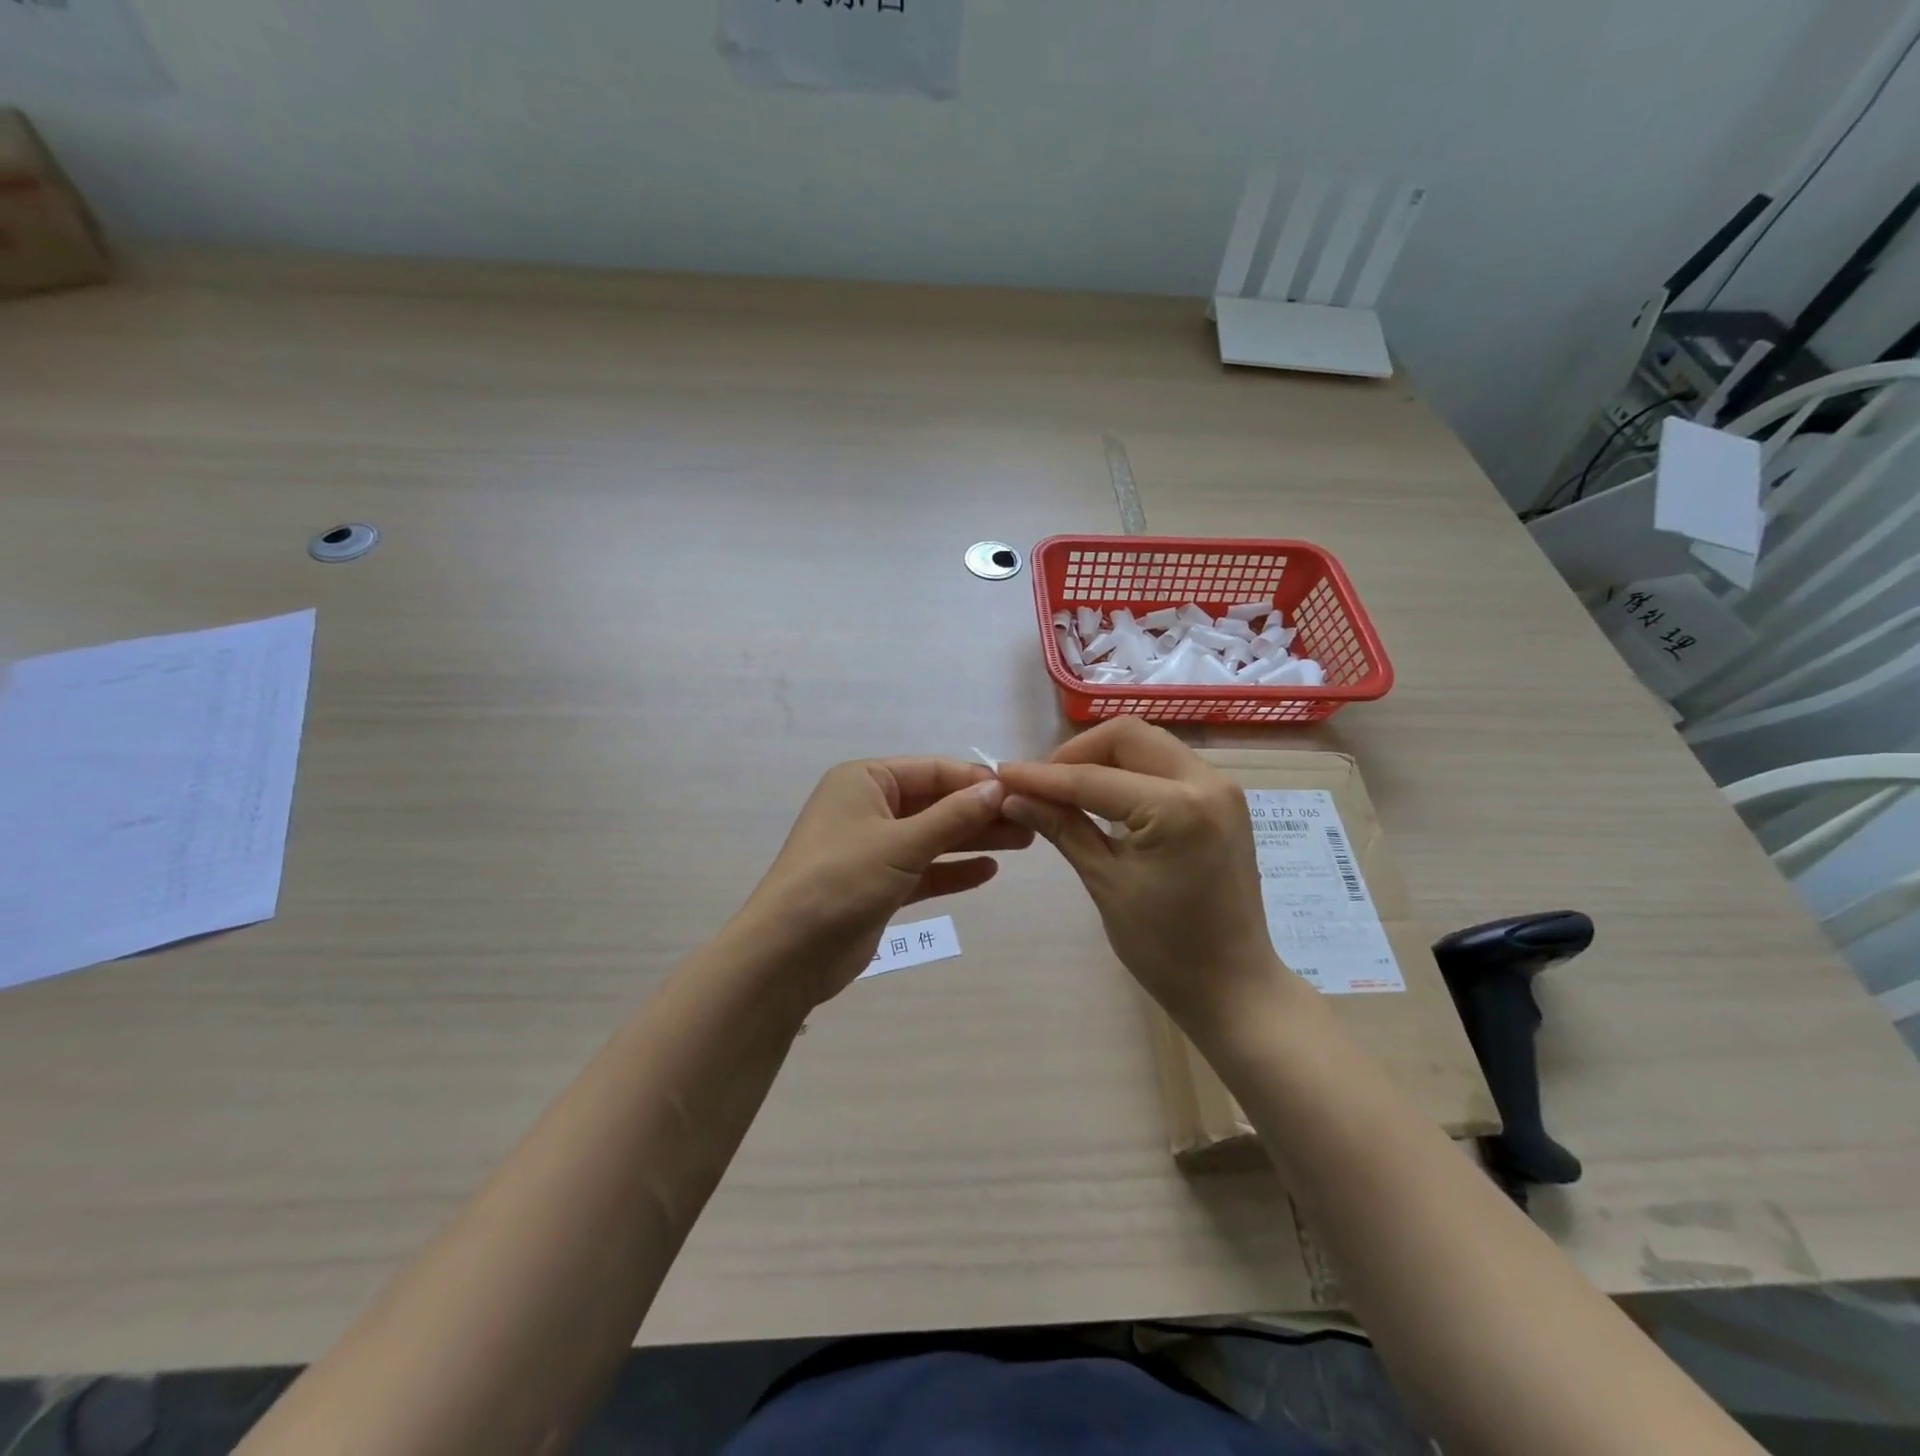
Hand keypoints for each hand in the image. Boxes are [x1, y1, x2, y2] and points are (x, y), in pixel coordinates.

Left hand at [740, 758, 1033, 1005]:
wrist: (788, 953)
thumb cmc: (841, 880)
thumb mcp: (901, 843)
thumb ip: (953, 816)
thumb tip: (998, 788)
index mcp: (864, 781)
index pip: (931, 770)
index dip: (975, 780)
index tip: (1021, 790)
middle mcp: (868, 807)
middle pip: (935, 803)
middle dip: (980, 812)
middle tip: (1032, 820)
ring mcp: (873, 847)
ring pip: (933, 836)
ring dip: (974, 839)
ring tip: (1025, 842)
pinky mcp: (878, 885)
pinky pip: (924, 869)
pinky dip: (953, 870)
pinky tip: (989, 871)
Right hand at [997, 720, 1291, 1028]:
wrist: (1233, 986)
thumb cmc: (1165, 948)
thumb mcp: (1105, 883)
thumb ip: (1062, 828)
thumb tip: (1013, 796)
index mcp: (1178, 808)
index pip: (1094, 778)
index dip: (1043, 776)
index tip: (1001, 774)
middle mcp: (1207, 782)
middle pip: (1128, 736)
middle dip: (1077, 753)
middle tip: (1041, 786)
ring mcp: (1220, 788)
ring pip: (1148, 745)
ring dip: (1103, 759)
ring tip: (1066, 791)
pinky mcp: (1221, 801)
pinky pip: (1165, 766)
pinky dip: (1129, 772)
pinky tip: (1103, 799)